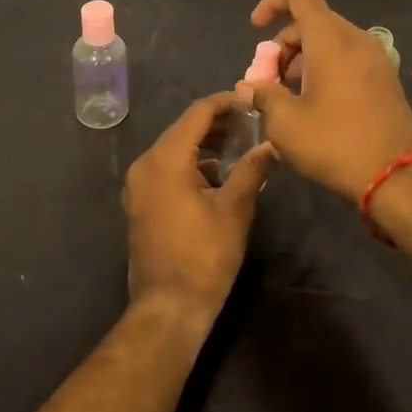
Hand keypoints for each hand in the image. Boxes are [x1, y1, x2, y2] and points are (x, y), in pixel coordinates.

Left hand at [123, 93, 273, 328]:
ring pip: (175, 148)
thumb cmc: (204, 256)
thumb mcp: (234, 210)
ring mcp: (139, 184)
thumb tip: (272, 145)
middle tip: (252, 123)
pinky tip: (220, 172)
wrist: (168, 308)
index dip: (226, 103)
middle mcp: (145, 164)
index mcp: (165, 159)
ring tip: (241, 144)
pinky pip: (167, 168)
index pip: (198, 113)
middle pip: (184, 128)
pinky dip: (192, 163)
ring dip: (206, 143)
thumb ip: (252, 170)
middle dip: (218, 123)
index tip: (253, 103)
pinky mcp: (141, 201)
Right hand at [243, 0, 411, 202]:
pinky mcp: (385, 78)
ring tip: (287, 95)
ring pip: (329, 40)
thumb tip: (249, 87)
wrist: (399, 178)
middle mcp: (356, 39)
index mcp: (330, 39)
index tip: (255, 29)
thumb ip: (263, 96)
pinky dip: (324, 67)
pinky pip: (347, 57)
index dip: (272, 2)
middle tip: (268, 79)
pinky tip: (314, 103)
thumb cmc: (336, 143)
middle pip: (312, 21)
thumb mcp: (286, 124)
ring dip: (302, 58)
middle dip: (283, 44)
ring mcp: (375, 58)